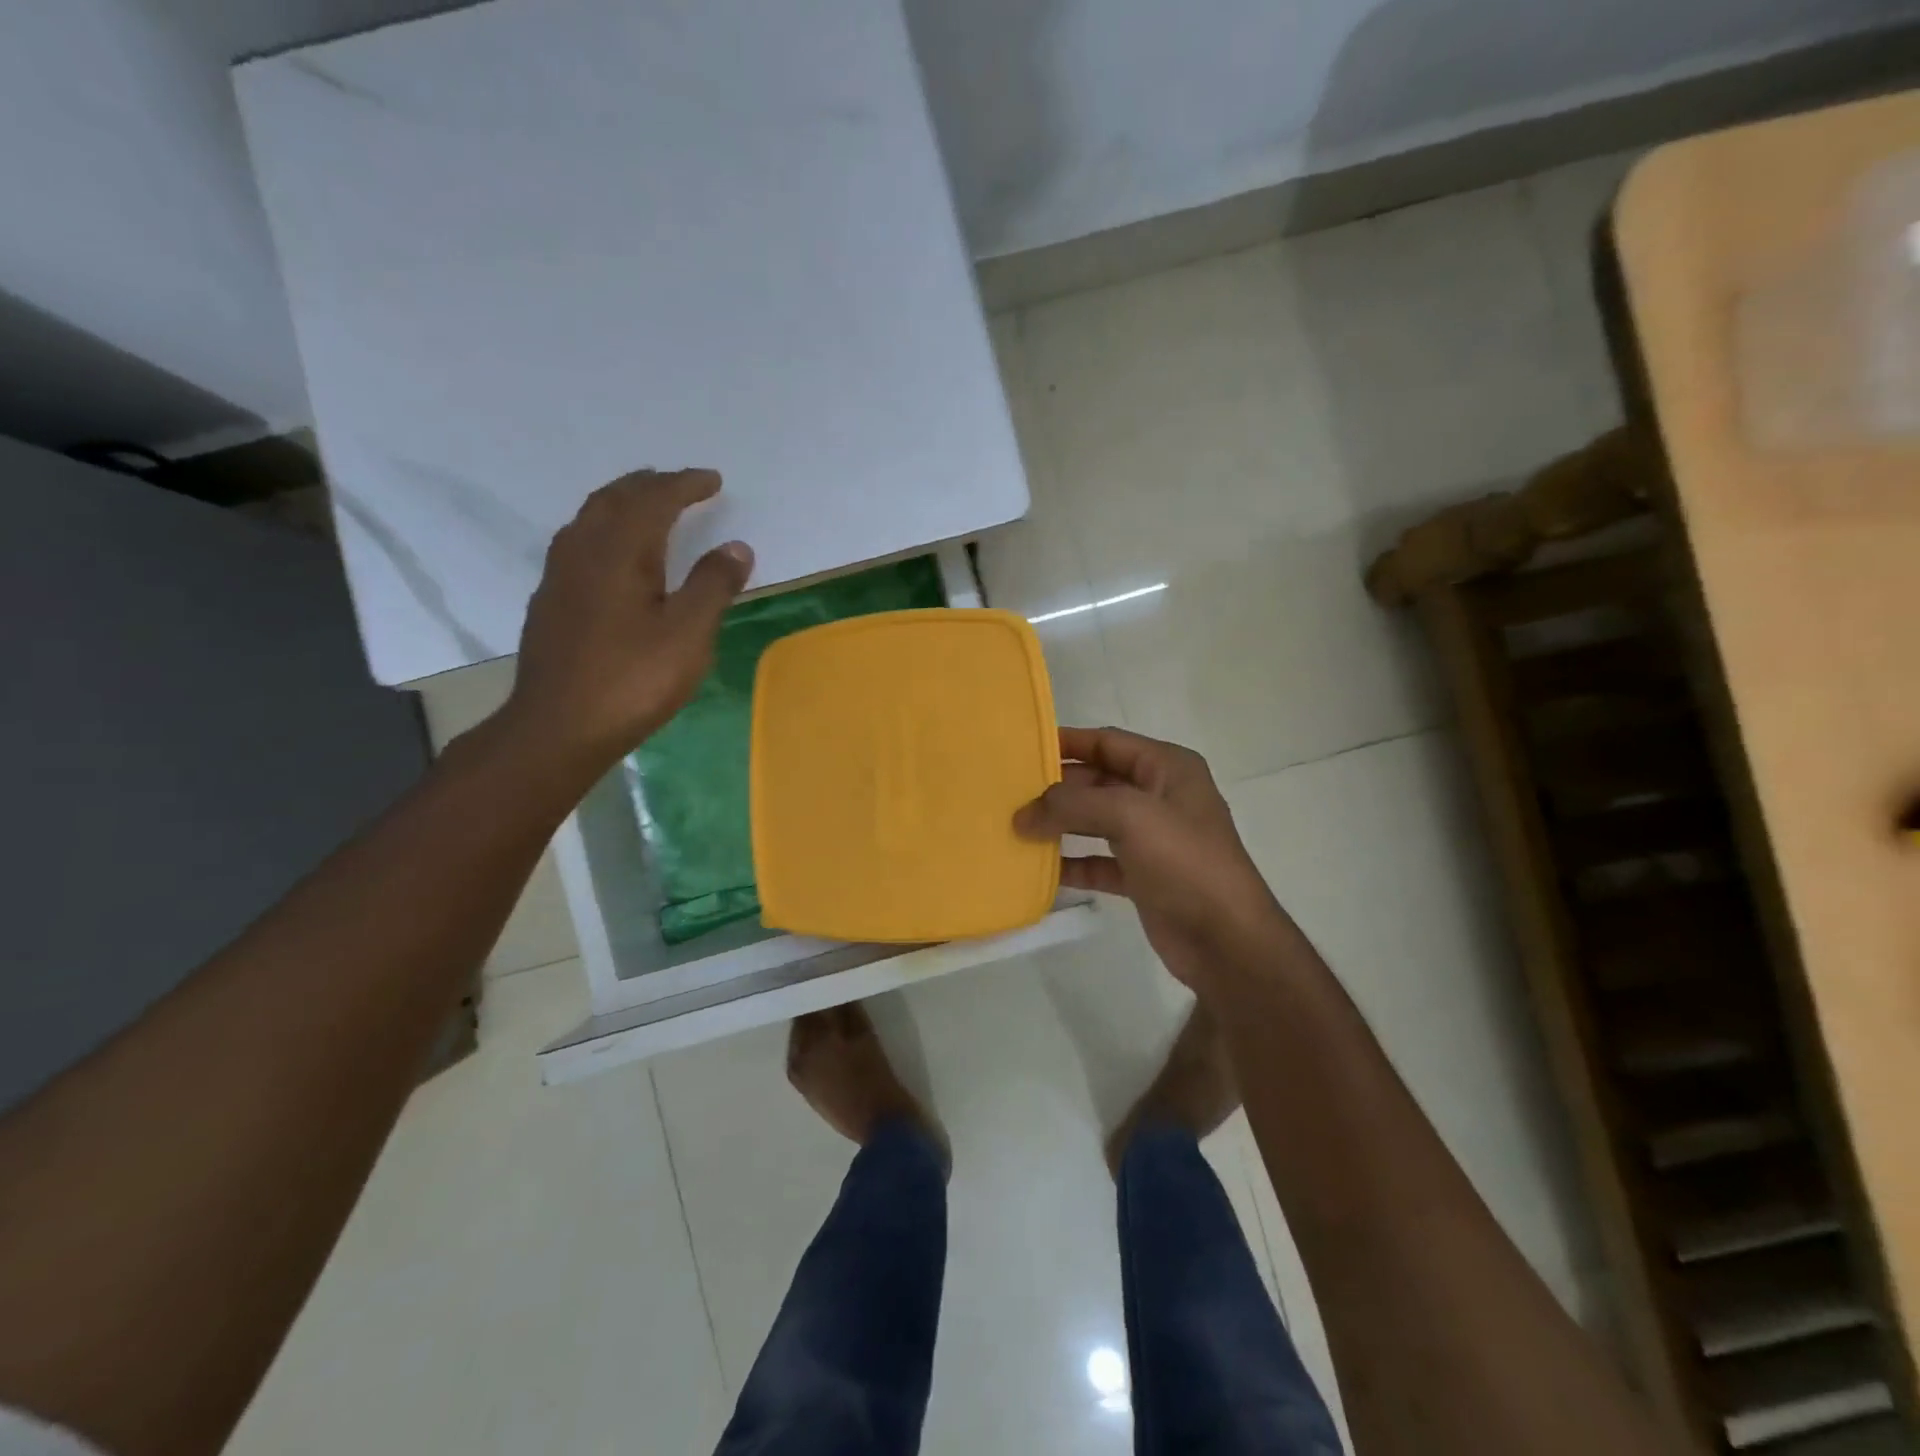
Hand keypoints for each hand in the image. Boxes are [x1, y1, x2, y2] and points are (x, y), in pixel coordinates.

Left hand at [504, 468, 752, 772]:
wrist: (558, 728)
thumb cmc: (632, 680)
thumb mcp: (688, 635)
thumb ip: (713, 586)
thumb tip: (736, 546)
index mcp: (620, 553)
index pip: (654, 501)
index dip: (685, 486)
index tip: (713, 480)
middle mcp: (583, 552)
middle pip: (614, 499)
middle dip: (649, 485)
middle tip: (679, 483)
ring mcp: (560, 578)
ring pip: (589, 519)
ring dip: (621, 502)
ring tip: (646, 506)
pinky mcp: (550, 603)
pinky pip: (577, 543)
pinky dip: (603, 530)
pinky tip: (612, 555)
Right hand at [1014, 727, 1291, 994]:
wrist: (1227, 942)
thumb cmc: (1185, 862)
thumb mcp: (1129, 817)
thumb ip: (1072, 806)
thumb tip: (1022, 814)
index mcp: (1168, 768)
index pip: (1108, 742)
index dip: (1067, 742)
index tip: (1022, 749)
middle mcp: (1160, 797)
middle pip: (1097, 782)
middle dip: (1057, 789)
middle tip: (1011, 795)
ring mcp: (1153, 839)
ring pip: (1095, 822)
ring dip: (1060, 825)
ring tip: (1016, 829)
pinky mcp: (1144, 876)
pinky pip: (1099, 861)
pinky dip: (1073, 863)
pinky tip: (1041, 871)